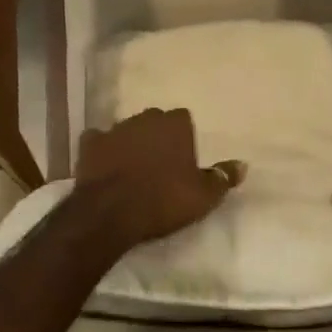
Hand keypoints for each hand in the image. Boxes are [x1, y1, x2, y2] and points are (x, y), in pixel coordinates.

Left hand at [75, 108, 243, 248]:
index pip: (183, 118)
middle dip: (157, 136)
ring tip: (133, 167)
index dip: (183, 137)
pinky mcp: (89, 144)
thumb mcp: (204, 196)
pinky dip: (102, 150)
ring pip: (127, 129)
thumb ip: (223, 177)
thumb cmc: (164, 200)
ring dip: (131, 143)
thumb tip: (243, 164)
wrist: (111, 212)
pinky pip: (98, 141)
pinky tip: (104, 164)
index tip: (183, 158)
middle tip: (160, 163)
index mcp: (174, 125)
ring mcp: (114, 129)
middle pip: (154, 121)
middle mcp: (145, 119)